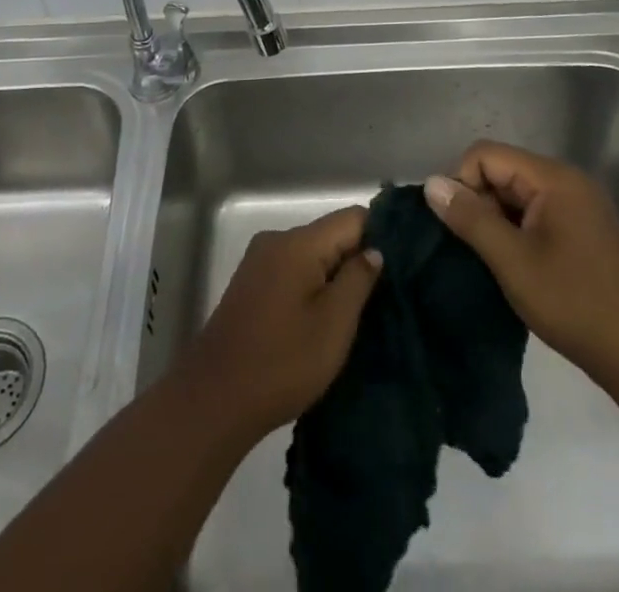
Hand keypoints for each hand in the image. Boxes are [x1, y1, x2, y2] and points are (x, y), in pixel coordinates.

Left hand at [177, 206, 382, 439]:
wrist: (215, 400)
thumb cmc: (282, 362)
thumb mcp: (333, 324)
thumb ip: (358, 279)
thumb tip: (374, 250)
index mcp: (298, 243)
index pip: (352, 218)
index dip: (381, 236)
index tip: (403, 265)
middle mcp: (276, 240)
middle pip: (331, 235)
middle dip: (357, 260)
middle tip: (386, 296)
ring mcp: (260, 262)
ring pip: (312, 255)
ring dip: (335, 278)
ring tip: (360, 312)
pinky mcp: (251, 285)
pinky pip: (293, 271)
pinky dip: (313, 287)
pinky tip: (325, 319)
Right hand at [425, 141, 618, 386]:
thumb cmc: (575, 304)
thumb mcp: (513, 261)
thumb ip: (470, 218)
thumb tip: (431, 184)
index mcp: (553, 178)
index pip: (486, 154)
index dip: (462, 183)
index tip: (458, 227)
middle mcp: (568, 181)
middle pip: (503, 170)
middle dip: (479, 202)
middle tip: (475, 249)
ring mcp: (580, 205)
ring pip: (517, 193)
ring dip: (497, 219)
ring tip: (493, 260)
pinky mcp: (584, 229)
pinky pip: (537, 212)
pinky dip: (517, 230)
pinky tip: (516, 265)